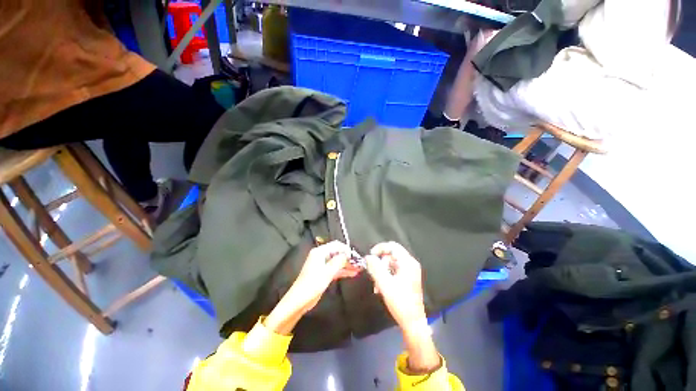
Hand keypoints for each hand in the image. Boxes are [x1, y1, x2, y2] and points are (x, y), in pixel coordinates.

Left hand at [265, 241, 358, 334]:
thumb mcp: (327, 272)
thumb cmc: (312, 284)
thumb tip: (347, 254)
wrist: (299, 301)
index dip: (346, 249)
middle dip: (348, 258)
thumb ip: (338, 261)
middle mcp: (321, 256)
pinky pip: (335, 269)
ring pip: (337, 262)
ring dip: (347, 265)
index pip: (336, 245)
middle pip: (337, 253)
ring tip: (359, 269)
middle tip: (359, 264)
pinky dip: (343, 271)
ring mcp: (322, 265)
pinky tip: (352, 273)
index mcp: (319, 252)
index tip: (355, 256)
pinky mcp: (323, 273)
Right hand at [366, 242, 439, 372]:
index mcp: (408, 262)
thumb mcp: (385, 284)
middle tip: (374, 274)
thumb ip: (375, 268)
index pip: (392, 246)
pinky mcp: (408, 277)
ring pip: (391, 262)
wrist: (413, 322)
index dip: (379, 248)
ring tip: (377, 285)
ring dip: (382, 271)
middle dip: (380, 263)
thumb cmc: (400, 302)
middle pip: (391, 254)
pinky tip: (381, 287)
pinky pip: (394, 270)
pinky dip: (386, 275)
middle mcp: (410, 263)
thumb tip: (368, 257)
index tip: (370, 257)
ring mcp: (410, 270)